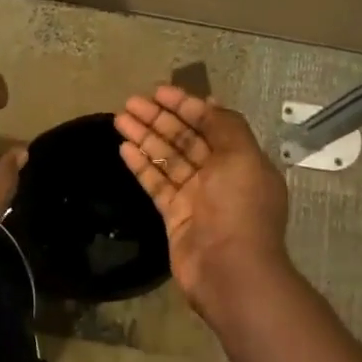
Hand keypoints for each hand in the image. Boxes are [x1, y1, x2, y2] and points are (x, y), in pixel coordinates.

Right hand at [115, 85, 293, 317]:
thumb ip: (225, 126)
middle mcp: (219, 175)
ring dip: (145, 137)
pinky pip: (156, 183)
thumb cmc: (239, 208)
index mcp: (240, 160)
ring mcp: (195, 196)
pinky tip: (123, 148)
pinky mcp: (174, 215)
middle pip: (185, 139)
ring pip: (166, 158)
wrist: (230, 270)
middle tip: (130, 102)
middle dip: (159, 119)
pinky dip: (141, 165)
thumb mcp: (242, 157)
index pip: (210, 123)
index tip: (158, 92)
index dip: (185, 105)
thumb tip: (208, 102)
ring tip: (119, 119)